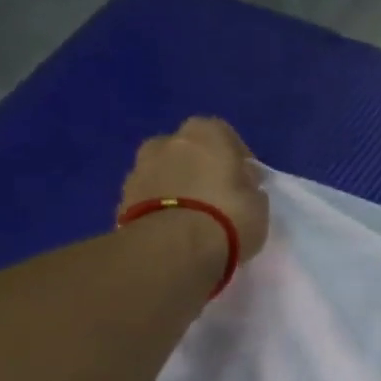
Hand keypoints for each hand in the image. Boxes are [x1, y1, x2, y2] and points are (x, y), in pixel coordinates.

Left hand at [118, 118, 270, 259]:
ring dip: (176, 186)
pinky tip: (173, 229)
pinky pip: (149, 197)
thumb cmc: (227, 217)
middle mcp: (168, 141)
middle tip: (214, 196)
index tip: (243, 181)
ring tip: (192, 217)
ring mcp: (139, 167)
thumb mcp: (258, 203)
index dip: (235, 158)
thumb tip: (241, 185)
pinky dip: (159, 207)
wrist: (173, 248)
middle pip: (187, 150)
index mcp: (206, 133)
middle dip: (199, 167)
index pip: (224, 135)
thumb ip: (248, 187)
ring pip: (164, 172)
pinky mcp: (122, 197)